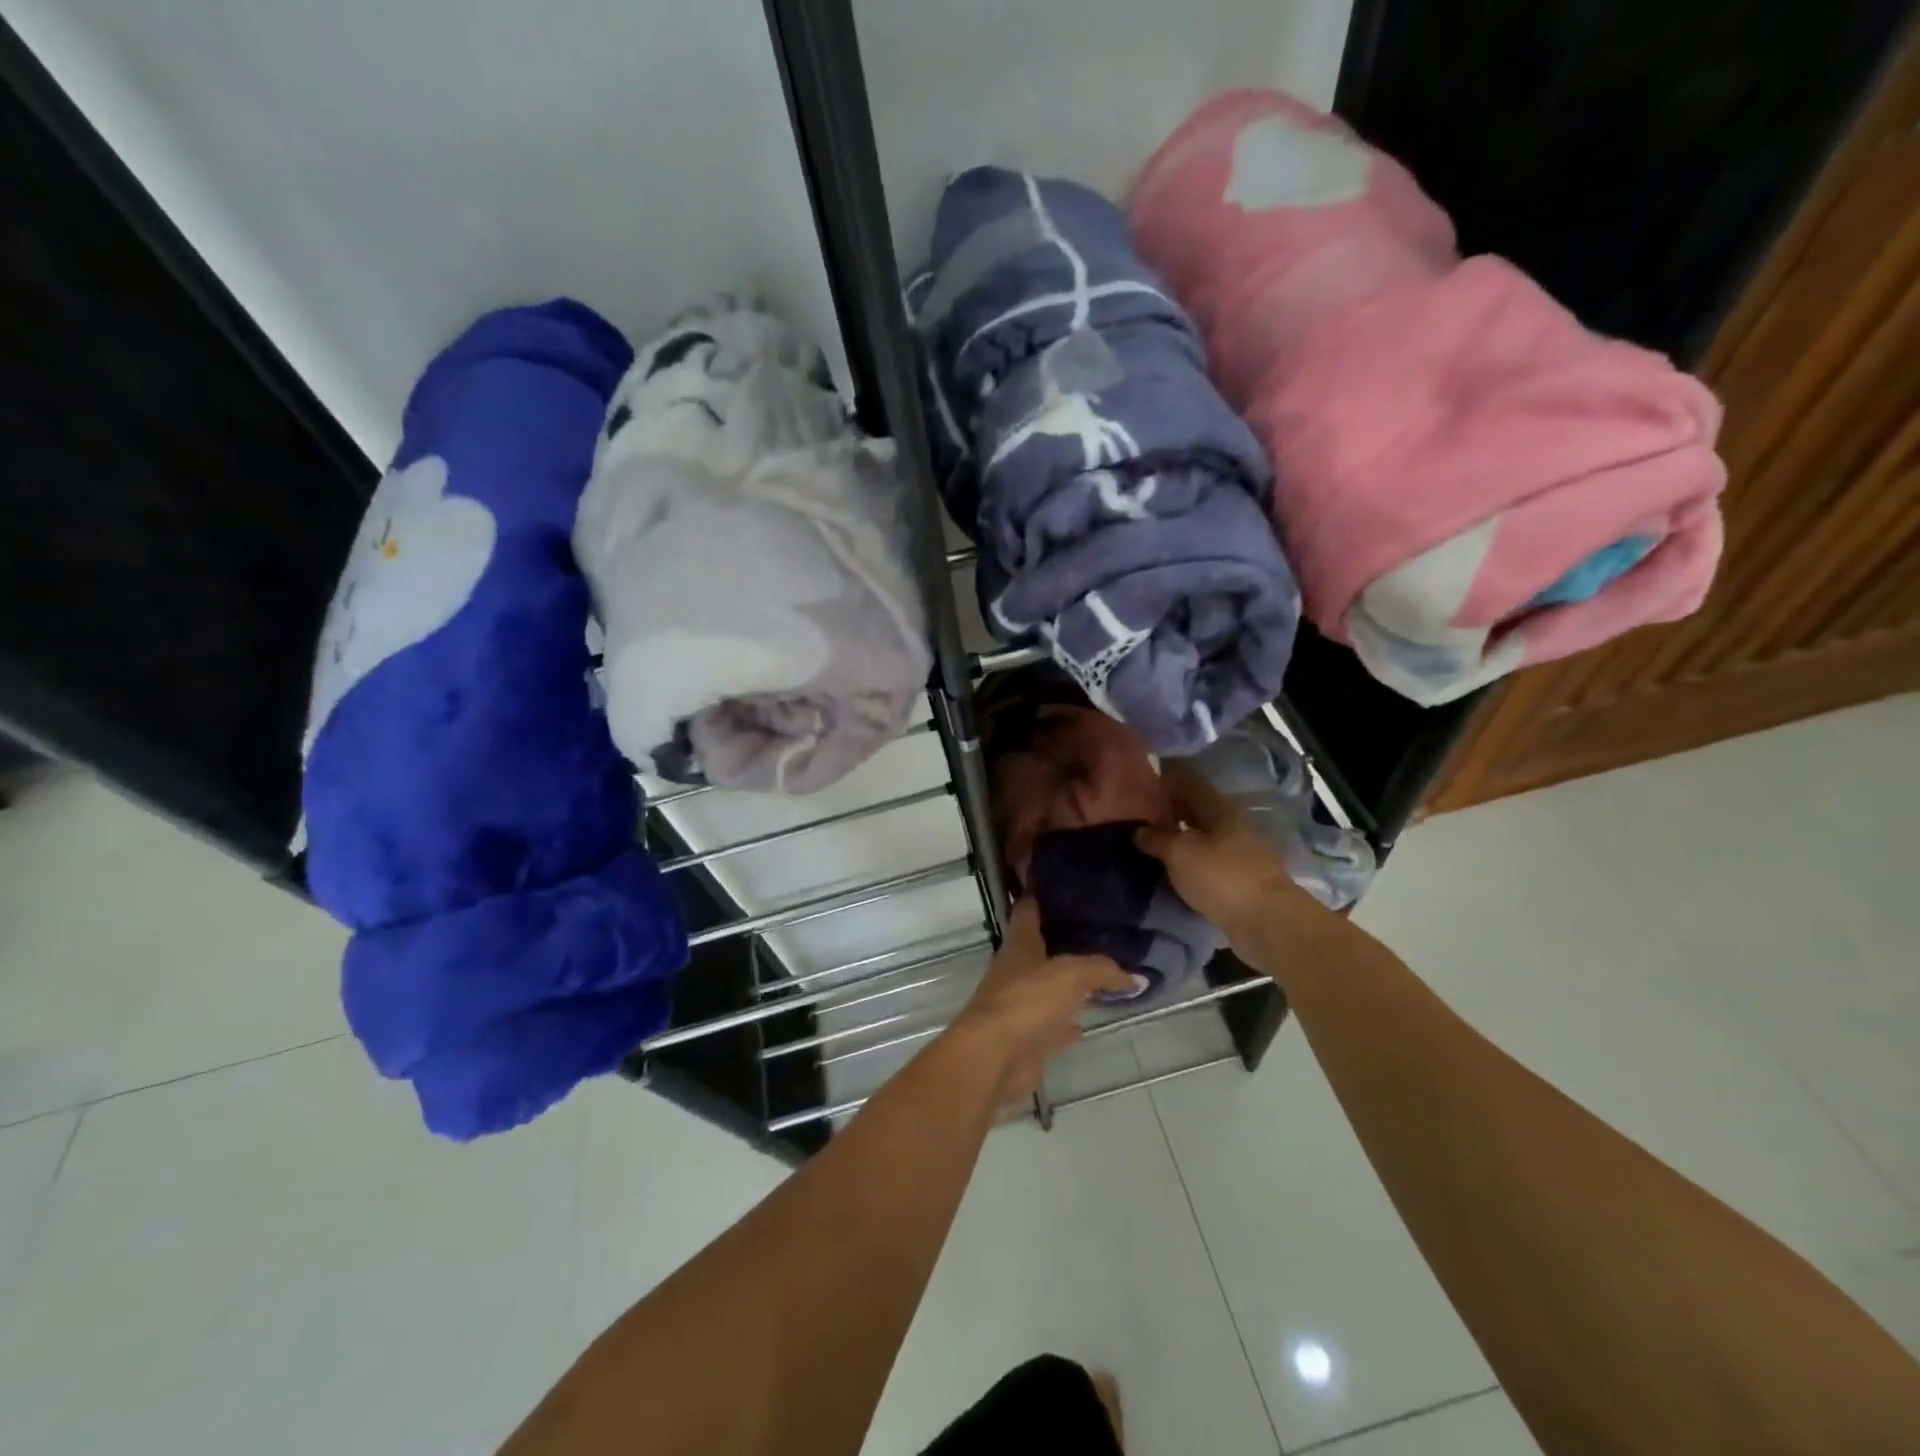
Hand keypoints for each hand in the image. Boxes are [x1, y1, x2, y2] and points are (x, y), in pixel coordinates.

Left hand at [950, 899, 1133, 1102]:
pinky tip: (1086, 1023)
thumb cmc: (1027, 1001)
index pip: (1029, 910)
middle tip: (1100, 932)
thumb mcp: (1071, 974)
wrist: (994, 1058)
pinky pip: (1052, 1025)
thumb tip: (1136, 977)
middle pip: (1041, 950)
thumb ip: (1103, 970)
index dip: (1043, 895)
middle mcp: (1016, 970)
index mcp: (1019, 944)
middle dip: (1065, 941)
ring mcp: (1019, 1005)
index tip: (1066, 886)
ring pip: (1048, 988)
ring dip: (1069, 985)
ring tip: (1102, 975)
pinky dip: (1068, 1023)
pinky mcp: (1026, 1038)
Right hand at [1134, 761, 1334, 959]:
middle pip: (1196, 811)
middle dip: (1169, 811)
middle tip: (1136, 816)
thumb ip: (1156, 838)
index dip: (1165, 781)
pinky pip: (1207, 863)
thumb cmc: (1221, 877)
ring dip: (1178, 839)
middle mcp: (1232, 825)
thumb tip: (1138, 830)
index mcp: (1220, 808)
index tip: (1138, 784)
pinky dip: (1188, 863)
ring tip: (1147, 843)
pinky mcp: (1239, 881)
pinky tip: (1169, 869)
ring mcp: (1239, 854)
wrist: (1266, 923)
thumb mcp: (1179, 853)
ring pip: (1202, 838)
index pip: (1189, 783)